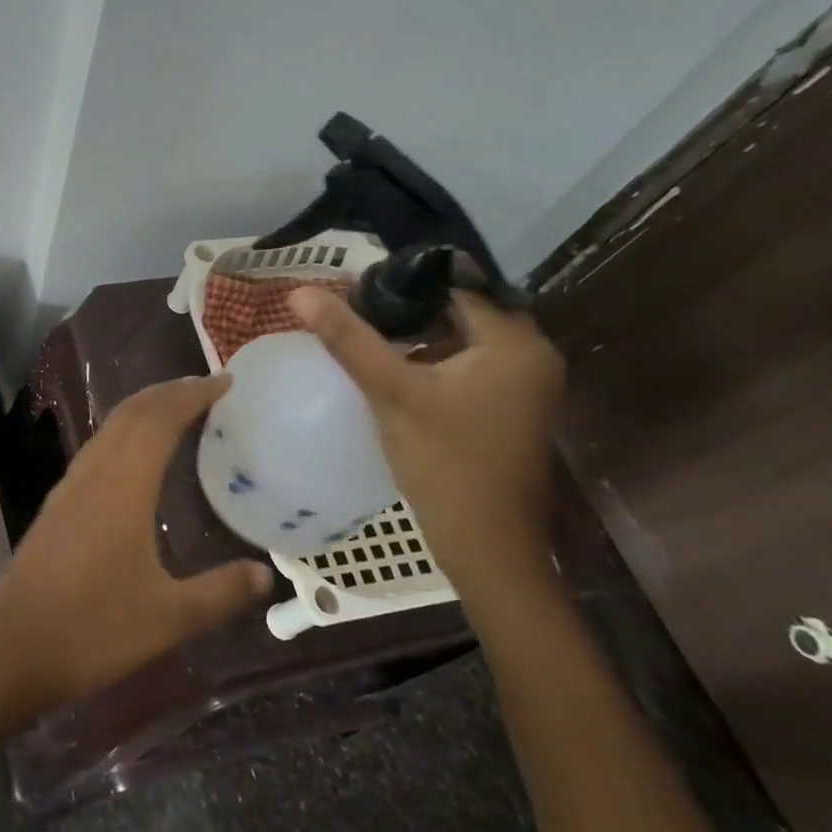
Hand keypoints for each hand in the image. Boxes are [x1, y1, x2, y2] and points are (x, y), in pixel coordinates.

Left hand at [0, 376, 273, 718]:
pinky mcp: (58, 502)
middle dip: (170, 392)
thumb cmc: (92, 628)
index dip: (193, 395)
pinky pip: (98, 447)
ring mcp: (70, 484)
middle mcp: (95, 472)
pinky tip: (136, 456)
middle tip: (209, 388)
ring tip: (178, 410)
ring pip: (111, 426)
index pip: (161, 419)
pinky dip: (126, 431)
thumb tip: (264, 574)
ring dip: (145, 408)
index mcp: (123, 485)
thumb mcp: (168, 618)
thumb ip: (220, 593)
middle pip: (133, 411)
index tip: (226, 382)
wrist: (12, 648)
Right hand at [289, 287, 564, 593]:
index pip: (453, 287)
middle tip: (355, 311)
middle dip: (406, 310)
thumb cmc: (445, 462)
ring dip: (417, 337)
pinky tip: (393, 371)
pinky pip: (467, 367)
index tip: (355, 289)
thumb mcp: (391, 392)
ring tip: (365, 336)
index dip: (402, 284)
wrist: (487, 547)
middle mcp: (531, 355)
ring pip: (461, 340)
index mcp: (515, 342)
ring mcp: (524, 385)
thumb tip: (299, 293)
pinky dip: (432, 362)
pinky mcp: (510, 408)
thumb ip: (348, 339)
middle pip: (458, 312)